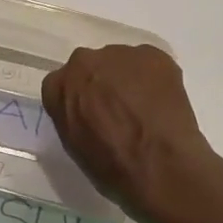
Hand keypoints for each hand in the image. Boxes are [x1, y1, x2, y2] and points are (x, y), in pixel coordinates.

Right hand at [41, 45, 216, 222]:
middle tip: (120, 110)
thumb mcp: (75, 146)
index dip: (80, 100)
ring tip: (146, 109)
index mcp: (58, 86)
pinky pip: (150, 64)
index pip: (63, 85)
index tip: (93, 116)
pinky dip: (155, 79)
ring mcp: (120, 54)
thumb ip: (73, 116)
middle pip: (91, 68)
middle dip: (103, 84)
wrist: (159, 167)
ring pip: (122, 63)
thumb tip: (87, 110)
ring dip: (129, 80)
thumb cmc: (112, 168)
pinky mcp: (154, 55)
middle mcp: (84, 61)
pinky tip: (163, 104)